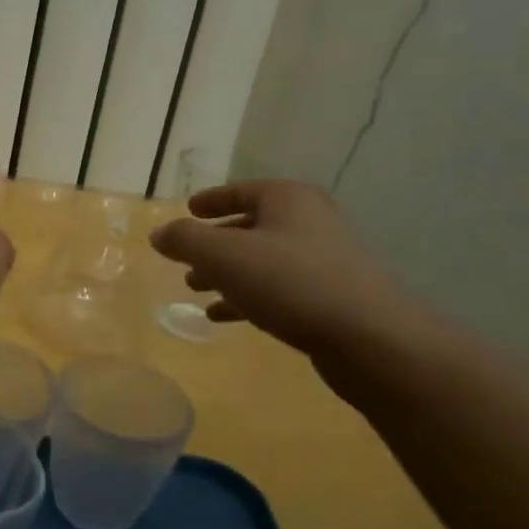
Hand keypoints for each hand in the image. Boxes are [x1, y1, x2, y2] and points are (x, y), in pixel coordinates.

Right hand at [149, 180, 427, 361]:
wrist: (369, 338)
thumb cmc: (290, 282)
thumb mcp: (223, 256)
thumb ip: (185, 240)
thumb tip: (159, 234)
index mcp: (288, 200)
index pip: (241, 190)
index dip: (211, 200)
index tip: (188, 210)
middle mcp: (309, 222)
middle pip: (251, 226)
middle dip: (214, 243)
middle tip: (186, 258)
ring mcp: (324, 261)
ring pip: (262, 260)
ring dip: (227, 273)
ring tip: (196, 289)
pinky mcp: (330, 297)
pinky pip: (278, 289)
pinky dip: (247, 297)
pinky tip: (223, 316)